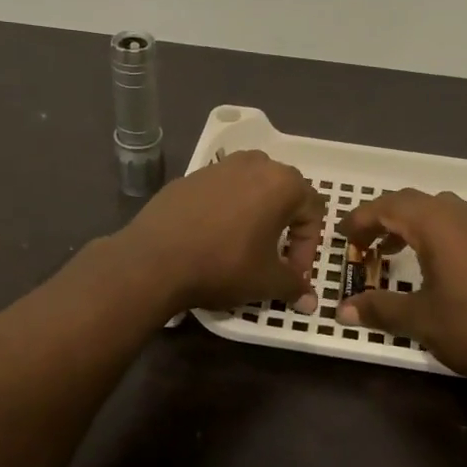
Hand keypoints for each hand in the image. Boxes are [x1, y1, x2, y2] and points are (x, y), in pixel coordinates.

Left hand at [121, 151, 325, 313]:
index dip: (308, 246)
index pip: (312, 211)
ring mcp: (218, 166)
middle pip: (284, 192)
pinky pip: (220, 191)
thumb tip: (310, 302)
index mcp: (282, 183)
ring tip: (244, 244)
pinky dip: (225, 210)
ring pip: (251, 186)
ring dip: (256, 213)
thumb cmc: (223, 265)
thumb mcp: (266, 281)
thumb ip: (294, 286)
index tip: (292, 273)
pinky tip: (211, 238)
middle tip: (274, 257)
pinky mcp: (190, 177)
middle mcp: (254, 164)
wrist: (154, 259)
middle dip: (285, 225)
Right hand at [336, 189, 466, 386]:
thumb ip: (379, 309)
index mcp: (436, 224)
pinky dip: (433, 231)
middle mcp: (459, 215)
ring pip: (436, 209)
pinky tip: (431, 262)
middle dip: (381, 218)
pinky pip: (456, 222)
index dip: (361, 219)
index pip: (388, 207)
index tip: (343, 237)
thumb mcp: (420, 320)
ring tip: (391, 251)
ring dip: (408, 223)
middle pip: (411, 202)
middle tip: (363, 244)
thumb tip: (342, 310)